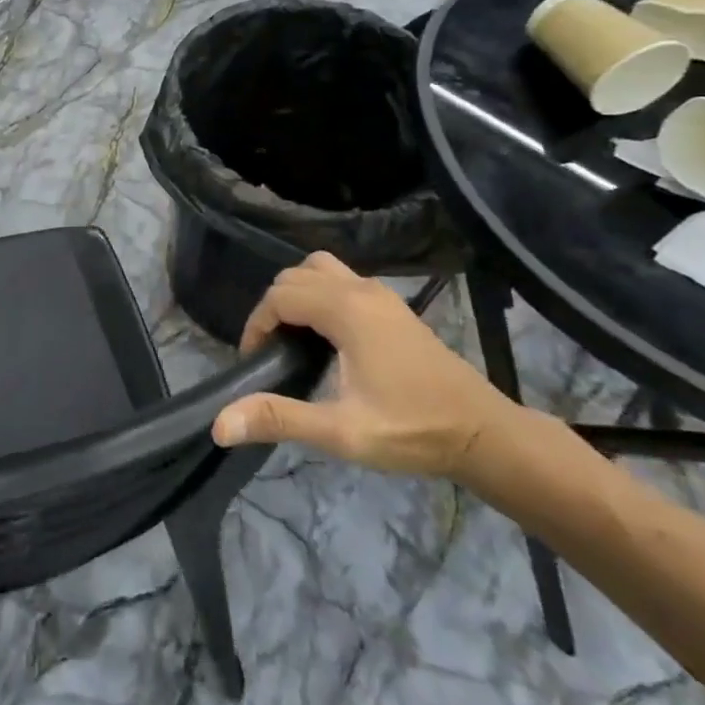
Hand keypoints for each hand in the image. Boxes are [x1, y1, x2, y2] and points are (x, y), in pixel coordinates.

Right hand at [211, 252, 516, 478]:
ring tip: (296, 338)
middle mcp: (361, 290)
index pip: (279, 296)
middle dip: (272, 309)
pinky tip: (328, 338)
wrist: (485, 434)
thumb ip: (280, 419)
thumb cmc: (412, 431)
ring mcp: (381, 294)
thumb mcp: (341, 431)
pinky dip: (321, 295)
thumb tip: (220, 423)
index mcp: (346, 311)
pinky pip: (342, 280)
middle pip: (295, 276)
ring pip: (320, 270)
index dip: (256, 326)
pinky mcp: (394, 306)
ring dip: (297, 294)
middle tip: (272, 354)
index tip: (255, 363)